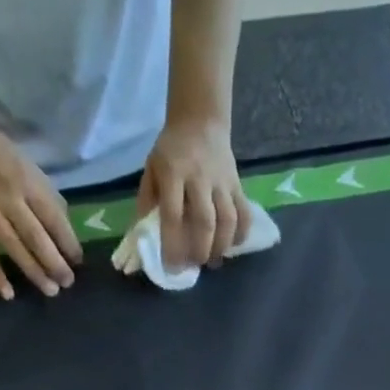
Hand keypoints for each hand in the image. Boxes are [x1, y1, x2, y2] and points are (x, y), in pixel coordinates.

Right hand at [0, 112, 80, 299]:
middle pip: (37, 239)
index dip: (68, 243)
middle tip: (68, 282)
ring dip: (34, 273)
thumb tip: (64, 223)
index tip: (78, 260)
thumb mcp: (25, 162)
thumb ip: (44, 192)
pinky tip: (8, 294)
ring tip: (51, 291)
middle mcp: (9, 199)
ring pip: (15, 249)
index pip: (54, 219)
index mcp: (26, 182)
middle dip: (55, 264)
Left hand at [138, 116, 252, 269]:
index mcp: (173, 173)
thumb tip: (144, 239)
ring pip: (228, 220)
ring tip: (213, 259)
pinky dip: (241, 234)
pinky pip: (244, 213)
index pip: (173, 216)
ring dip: (221, 247)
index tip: (173, 268)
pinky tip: (232, 244)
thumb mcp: (151, 169)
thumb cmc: (171, 151)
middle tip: (195, 264)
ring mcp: (221, 180)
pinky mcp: (237, 184)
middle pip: (204, 222)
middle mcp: (199, 177)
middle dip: (200, 251)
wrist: (200, 120)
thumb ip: (147, 202)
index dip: (173, 246)